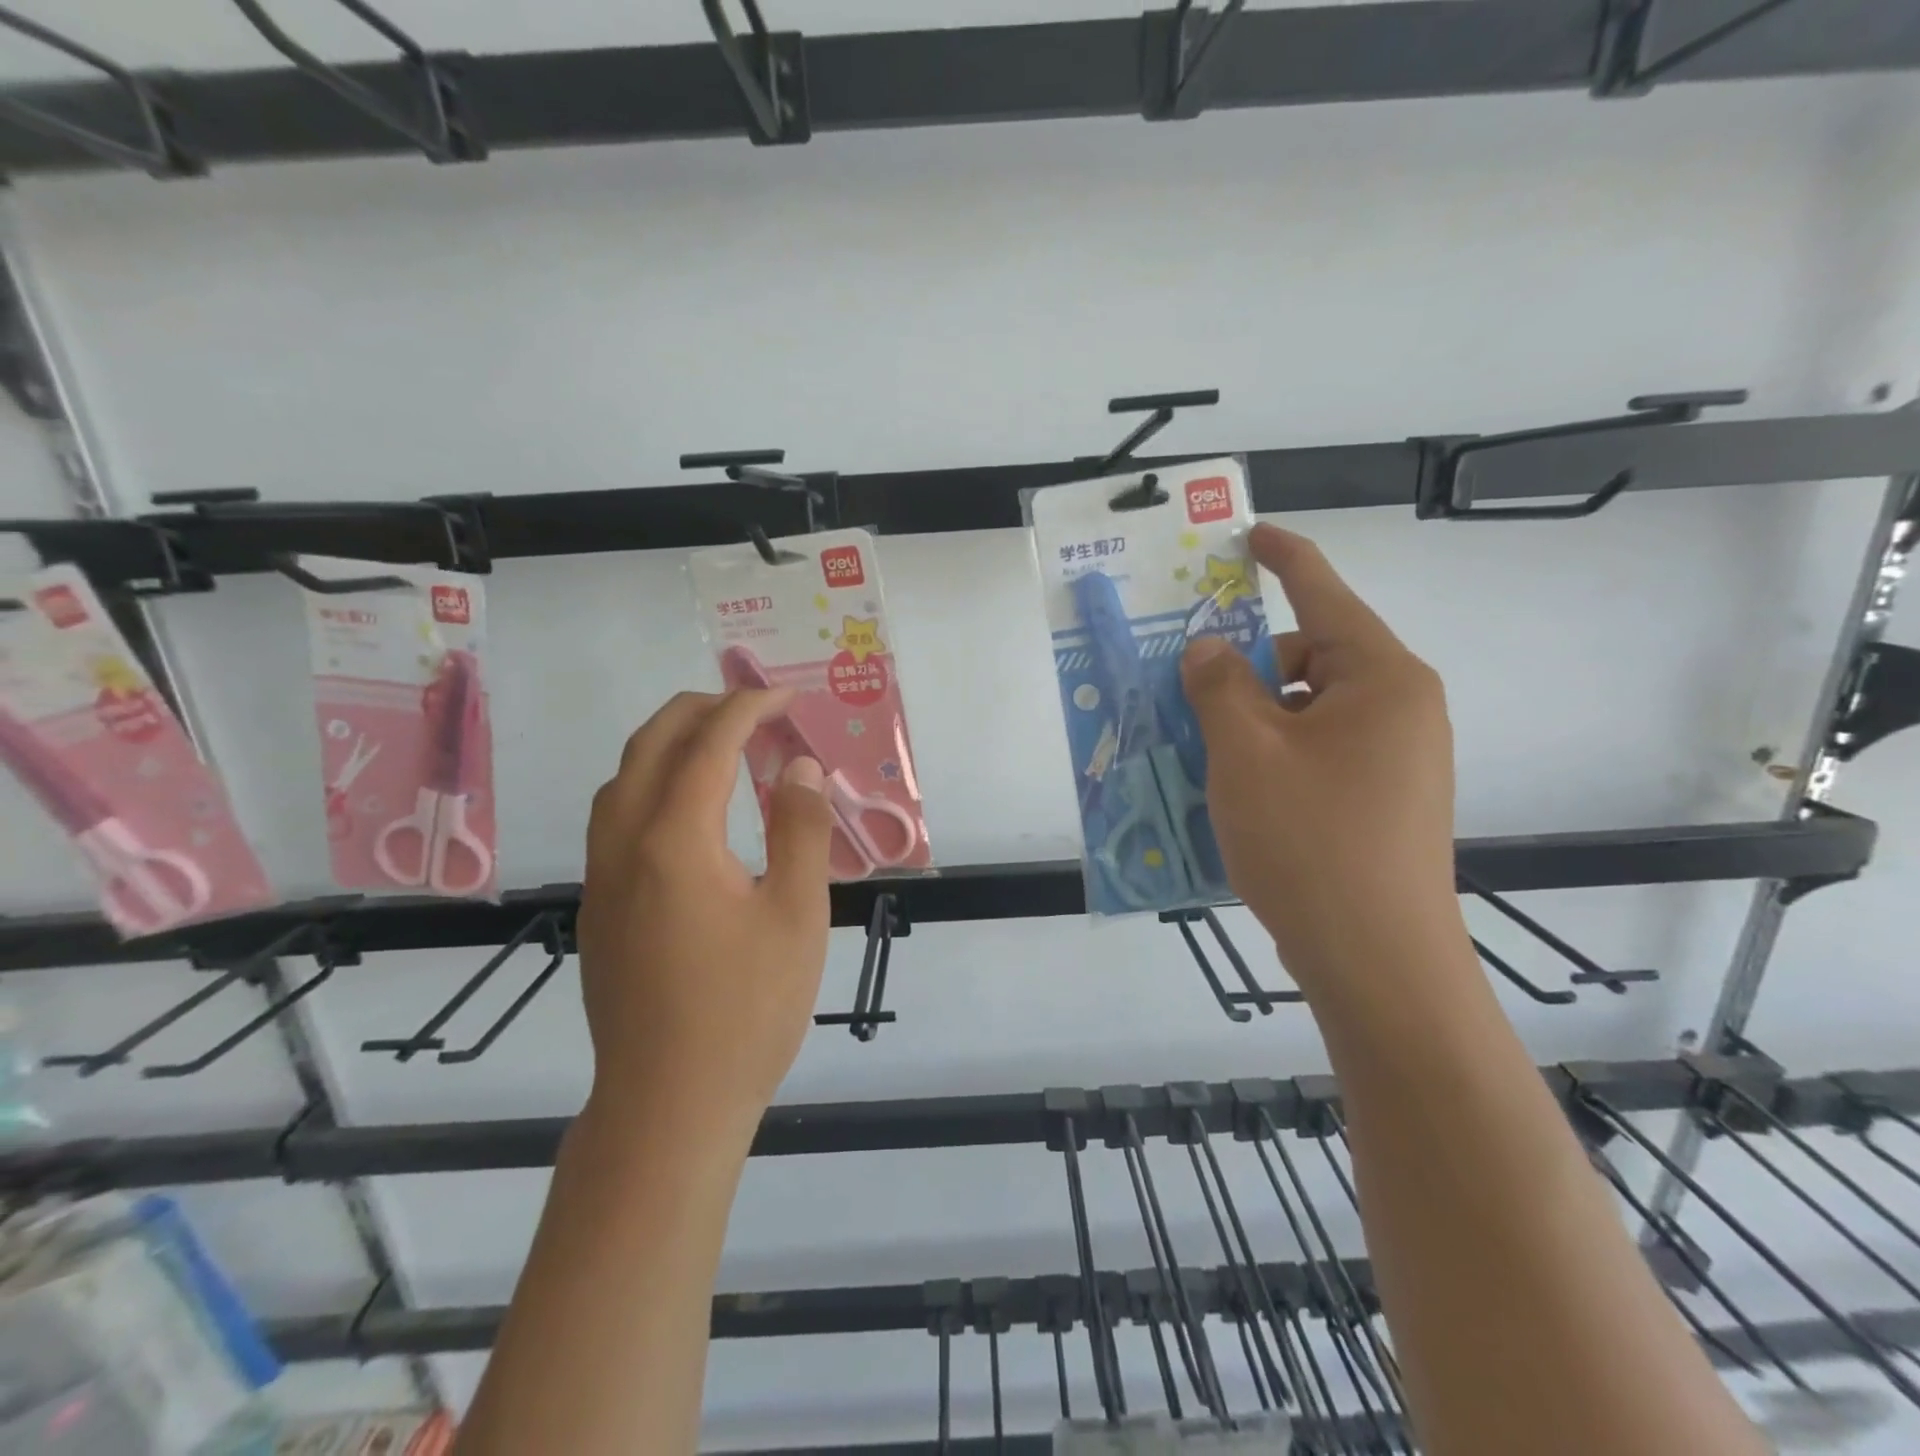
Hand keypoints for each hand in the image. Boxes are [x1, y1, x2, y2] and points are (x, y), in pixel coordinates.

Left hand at [577, 689, 834, 1135]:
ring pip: (622, 778)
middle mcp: (624, 844)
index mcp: (675, 840)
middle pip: (650, 744)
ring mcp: (602, 876)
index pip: (708, 744)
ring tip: (719, 742)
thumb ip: (801, 831)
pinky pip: (614, 815)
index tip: (786, 698)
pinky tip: (686, 808)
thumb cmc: (746, 1011)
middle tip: (753, 707)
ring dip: (668, 742)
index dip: (748, 709)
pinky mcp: (599, 906)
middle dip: (700, 709)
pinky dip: (651, 781)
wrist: (667, 1106)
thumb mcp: (797, 916)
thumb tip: (799, 768)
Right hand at [1181, 524, 1459, 993]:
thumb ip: (1219, 686)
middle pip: (1312, 659)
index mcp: (1382, 680)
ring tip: (1203, 750)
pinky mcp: (1384, 800)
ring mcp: (1397, 759)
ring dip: (1255, 718)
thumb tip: (1209, 648)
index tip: (1251, 533)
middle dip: (1250, 668)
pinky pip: (1318, 752)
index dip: (1285, 559)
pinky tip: (1236, 789)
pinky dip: (1274, 754)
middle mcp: (1401, 709)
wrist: (1377, 961)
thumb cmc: (1310, 841)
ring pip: (1309, 711)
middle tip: (1190, 692)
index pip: (1326, 596)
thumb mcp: (1246, 753)